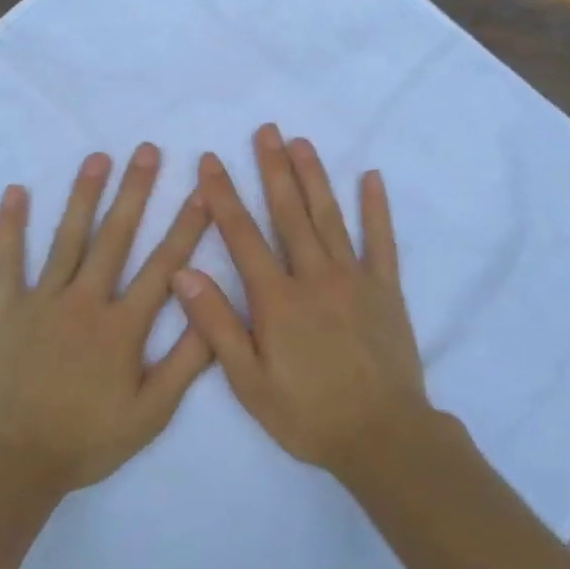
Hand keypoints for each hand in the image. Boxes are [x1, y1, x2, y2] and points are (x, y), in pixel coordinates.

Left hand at [0, 144, 212, 495]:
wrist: (13, 461)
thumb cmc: (86, 440)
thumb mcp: (150, 414)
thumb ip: (185, 364)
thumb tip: (211, 314)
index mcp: (123, 327)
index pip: (164, 267)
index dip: (186, 227)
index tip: (201, 192)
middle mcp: (85, 302)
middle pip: (115, 237)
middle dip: (135, 191)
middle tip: (148, 150)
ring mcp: (42, 301)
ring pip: (68, 238)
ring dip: (84, 195)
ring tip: (98, 157)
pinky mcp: (5, 309)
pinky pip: (7, 260)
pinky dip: (10, 226)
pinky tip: (16, 192)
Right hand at [171, 124, 429, 476]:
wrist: (383, 438)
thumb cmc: (307, 414)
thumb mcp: (249, 381)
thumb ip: (215, 325)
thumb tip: (182, 273)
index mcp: (277, 299)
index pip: (242, 235)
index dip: (223, 195)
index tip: (210, 161)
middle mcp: (315, 276)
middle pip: (289, 213)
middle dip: (272, 169)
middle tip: (265, 130)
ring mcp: (355, 279)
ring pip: (330, 217)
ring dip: (313, 177)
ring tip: (301, 142)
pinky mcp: (386, 290)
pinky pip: (381, 241)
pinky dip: (376, 209)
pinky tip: (371, 178)